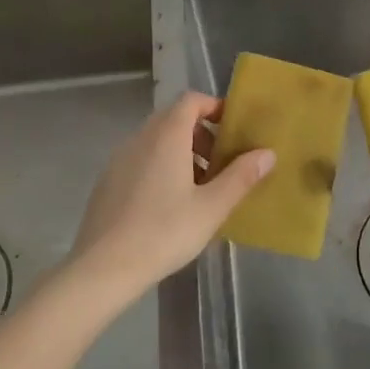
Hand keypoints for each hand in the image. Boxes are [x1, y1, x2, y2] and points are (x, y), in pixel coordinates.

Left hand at [68, 92, 273, 297]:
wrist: (102, 268)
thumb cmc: (164, 232)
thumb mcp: (212, 207)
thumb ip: (241, 176)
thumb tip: (267, 153)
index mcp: (167, 136)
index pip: (191, 100)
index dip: (214, 107)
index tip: (233, 128)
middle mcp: (140, 138)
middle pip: (174, 119)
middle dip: (201, 134)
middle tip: (221, 163)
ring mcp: (119, 159)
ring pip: (156, 141)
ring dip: (182, 152)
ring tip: (199, 188)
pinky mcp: (107, 181)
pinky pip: (141, 160)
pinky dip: (160, 167)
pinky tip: (169, 205)